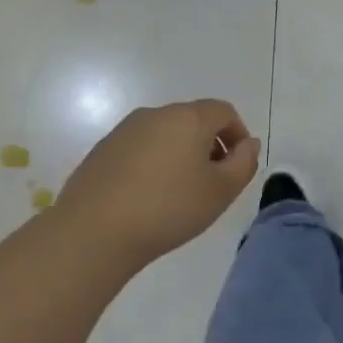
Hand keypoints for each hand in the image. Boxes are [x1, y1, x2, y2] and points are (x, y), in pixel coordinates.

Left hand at [54, 99, 260, 267]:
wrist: (94, 231)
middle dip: (209, 145)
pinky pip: (139, 148)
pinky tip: (147, 197)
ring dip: (180, 154)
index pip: (224, 111)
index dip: (237, 134)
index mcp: (188, 118)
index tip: (237, 166)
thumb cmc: (168, 208)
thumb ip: (243, 163)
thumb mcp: (220, 191)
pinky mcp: (102, 150)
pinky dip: (152, 163)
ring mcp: (124, 130)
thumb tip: (247, 143)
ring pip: (165, 134)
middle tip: (212, 182)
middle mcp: (155, 114)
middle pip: (193, 120)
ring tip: (179, 193)